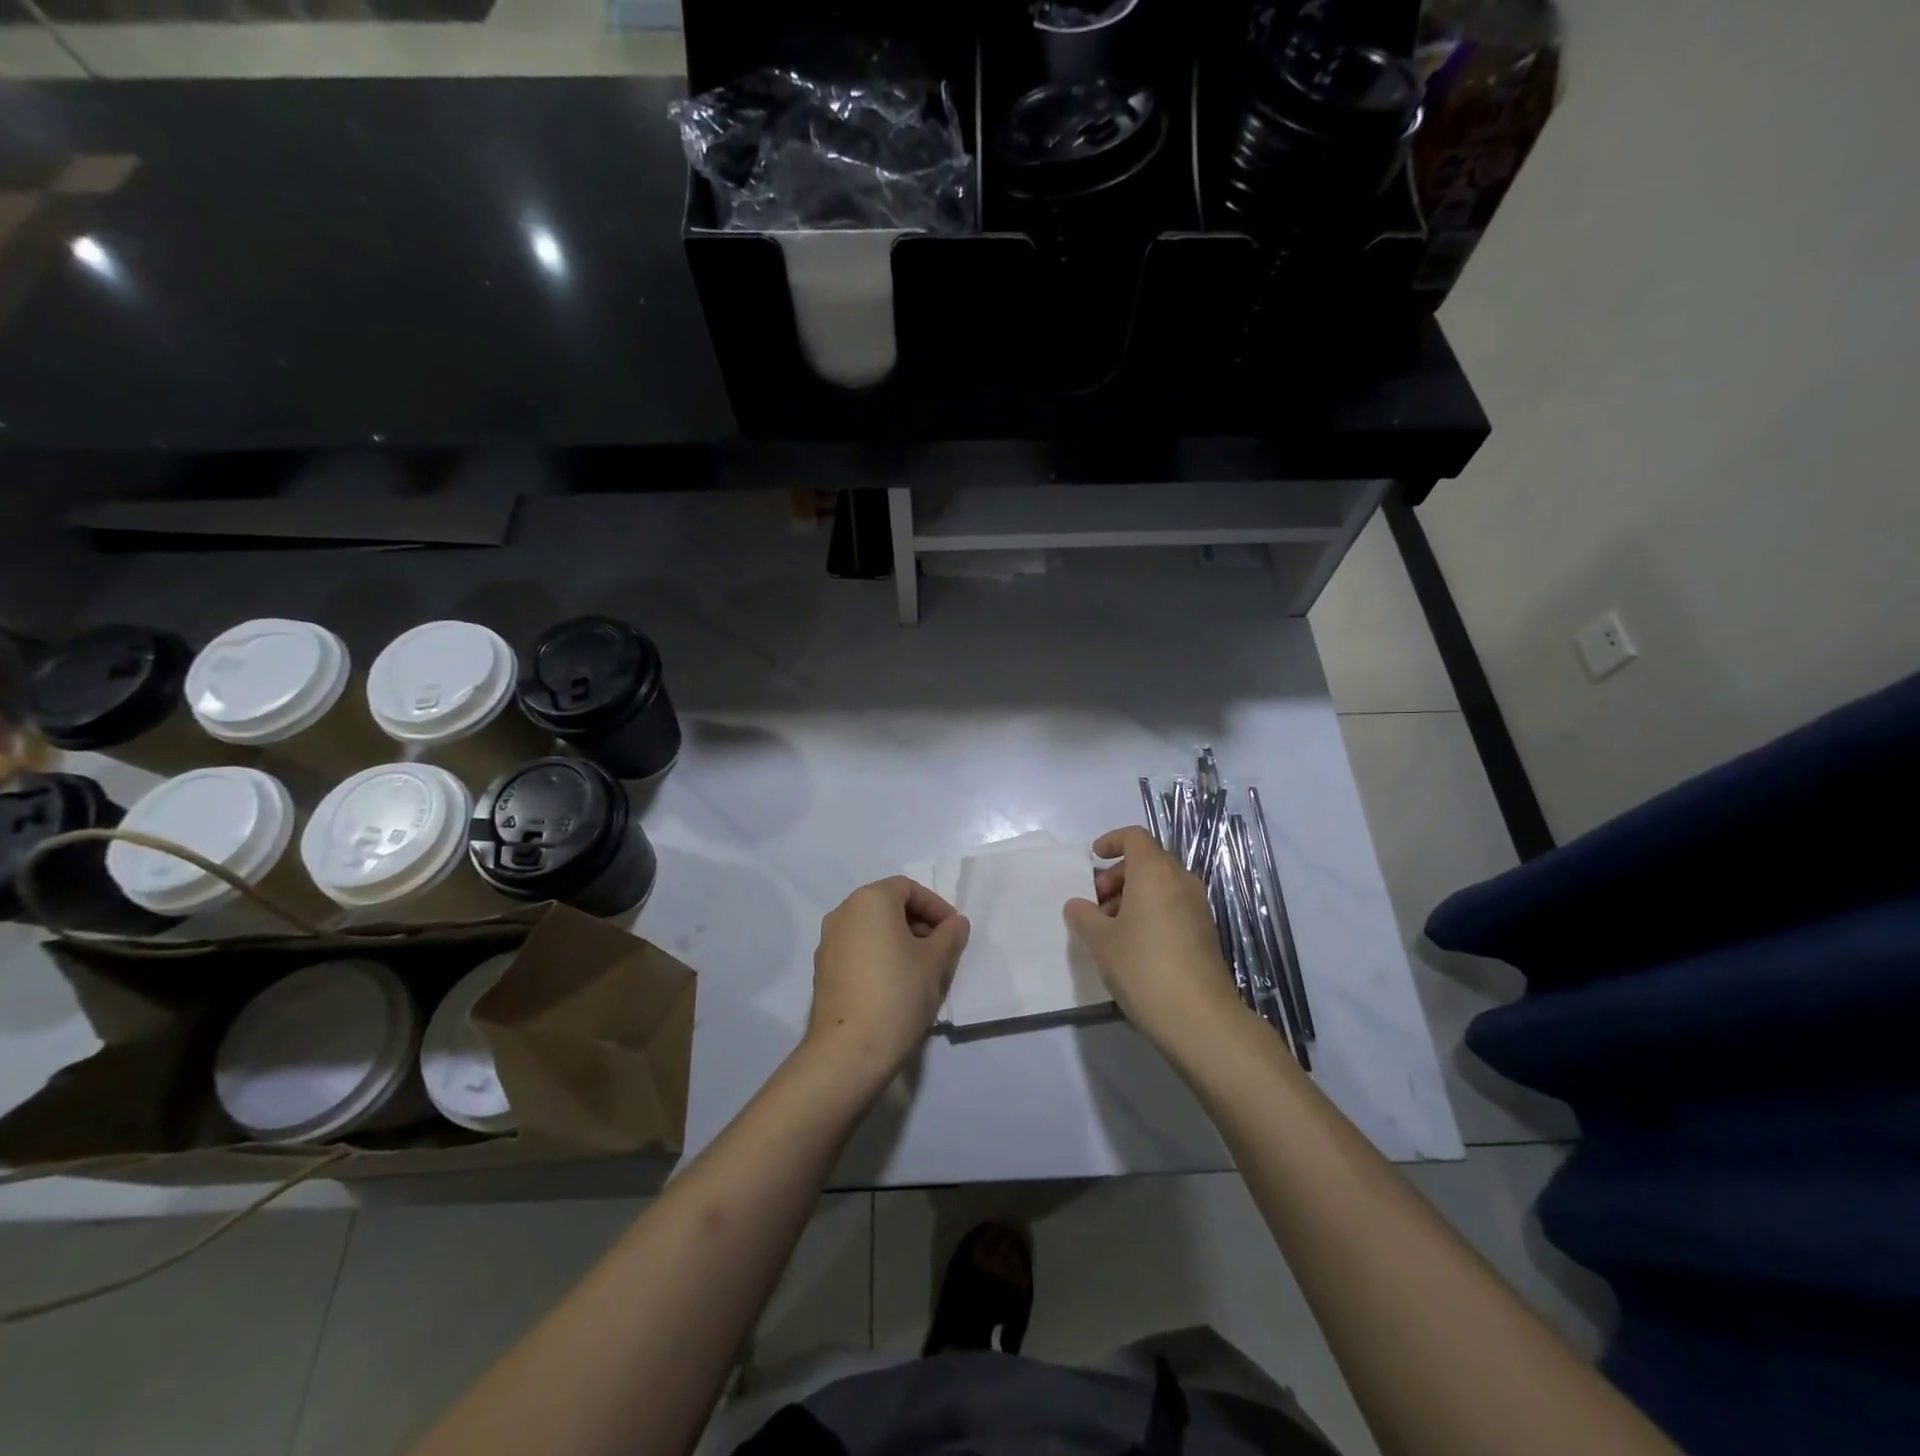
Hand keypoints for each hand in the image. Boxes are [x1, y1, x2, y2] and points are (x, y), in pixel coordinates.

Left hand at [805, 876, 969, 1082]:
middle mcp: (842, 913)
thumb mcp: (936, 961)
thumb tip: (955, 923)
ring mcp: (828, 942)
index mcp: (869, 900)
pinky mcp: (822, 970)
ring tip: (922, 971)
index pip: (908, 888)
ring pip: (872, 930)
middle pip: (888, 906)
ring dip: (900, 941)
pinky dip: (880, 957)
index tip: (954, 932)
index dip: (936, 906)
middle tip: (941, 951)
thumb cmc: (898, 993)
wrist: (849, 1051)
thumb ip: (950, 935)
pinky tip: (897, 986)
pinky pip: (858, 951)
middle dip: (918, 923)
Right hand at [1064, 827, 1246, 1052]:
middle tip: (1097, 902)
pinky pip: (1173, 906)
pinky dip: (1152, 911)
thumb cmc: (1143, 967)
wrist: (1200, 1018)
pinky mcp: (1205, 932)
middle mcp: (1181, 881)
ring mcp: (1198, 907)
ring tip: (1111, 928)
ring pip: (1161, 885)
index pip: (1135, 837)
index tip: (1093, 859)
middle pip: (1148, 860)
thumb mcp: (1101, 941)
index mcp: (1154, 872)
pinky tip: (1135, 945)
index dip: (1112, 841)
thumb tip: (1078, 905)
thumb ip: (1084, 916)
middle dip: (1118, 874)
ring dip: (1134, 895)